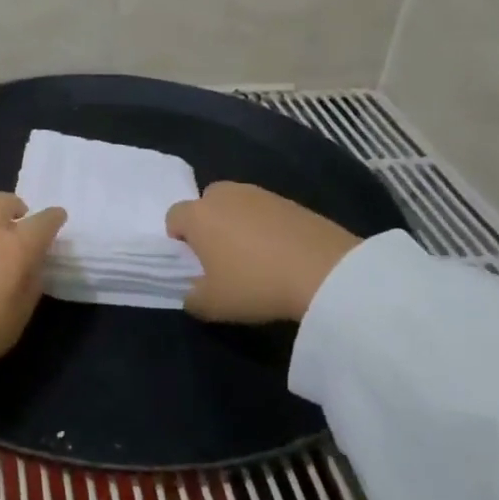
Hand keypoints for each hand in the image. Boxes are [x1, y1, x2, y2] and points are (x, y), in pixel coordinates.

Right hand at [165, 182, 361, 323]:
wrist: (326, 271)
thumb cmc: (255, 284)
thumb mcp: (212, 305)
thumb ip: (191, 298)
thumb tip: (192, 292)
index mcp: (197, 214)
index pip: (173, 217)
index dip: (179, 241)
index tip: (195, 265)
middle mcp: (224, 195)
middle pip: (205, 204)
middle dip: (209, 226)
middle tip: (223, 258)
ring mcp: (259, 194)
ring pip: (237, 206)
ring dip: (239, 224)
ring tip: (256, 257)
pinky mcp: (291, 200)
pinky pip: (266, 212)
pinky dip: (267, 227)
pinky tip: (282, 254)